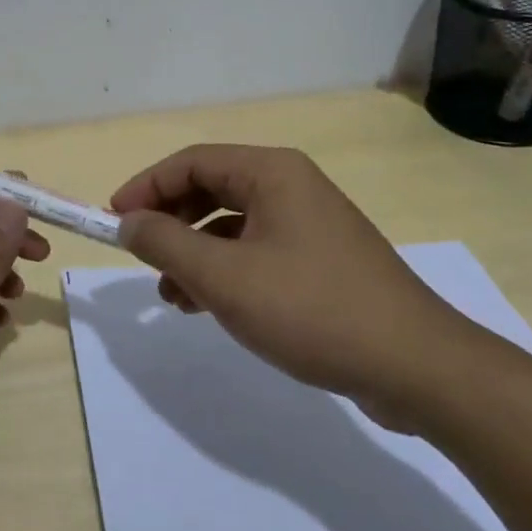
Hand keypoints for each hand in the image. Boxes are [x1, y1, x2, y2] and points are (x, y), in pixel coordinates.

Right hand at [110, 144, 476, 420]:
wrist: (418, 368)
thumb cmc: (313, 310)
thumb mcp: (225, 278)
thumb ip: (166, 244)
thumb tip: (127, 222)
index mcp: (271, 172)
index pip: (191, 162)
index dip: (146, 187)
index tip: (113, 220)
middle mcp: (291, 186)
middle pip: (210, 188)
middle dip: (169, 222)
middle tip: (139, 255)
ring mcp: (309, 225)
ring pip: (231, 225)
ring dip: (193, 253)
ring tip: (169, 295)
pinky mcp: (320, 262)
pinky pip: (255, 252)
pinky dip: (224, 271)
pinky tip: (206, 306)